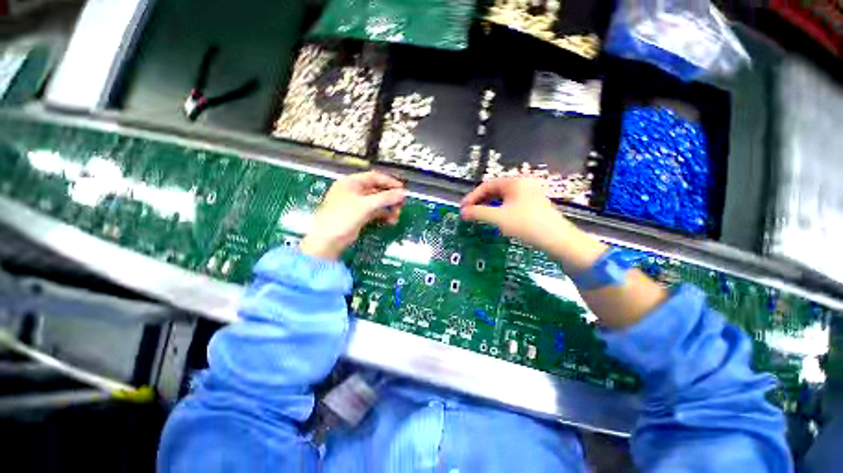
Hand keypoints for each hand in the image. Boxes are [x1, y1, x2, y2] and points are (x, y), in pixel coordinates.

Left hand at [300, 171, 405, 260]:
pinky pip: (375, 212)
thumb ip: (385, 198)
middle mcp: (354, 191)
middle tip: (401, 205)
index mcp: (351, 183)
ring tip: (397, 216)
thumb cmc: (343, 217)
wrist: (328, 240)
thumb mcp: (366, 205)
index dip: (389, 182)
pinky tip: (391, 221)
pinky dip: (383, 215)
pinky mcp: (359, 216)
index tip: (402, 190)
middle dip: (390, 198)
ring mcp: (357, 204)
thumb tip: (403, 193)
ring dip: (388, 208)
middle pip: (377, 190)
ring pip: (377, 202)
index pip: (374, 177)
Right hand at [460, 178, 565, 247]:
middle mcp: (522, 184)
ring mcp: (529, 194)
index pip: (487, 185)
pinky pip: (510, 204)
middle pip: (494, 190)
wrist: (557, 239)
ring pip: (502, 198)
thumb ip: (478, 213)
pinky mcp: (532, 205)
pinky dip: (499, 210)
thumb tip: (462, 212)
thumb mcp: (498, 218)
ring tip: (478, 216)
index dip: (472, 197)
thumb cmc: (526, 224)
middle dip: (480, 202)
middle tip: (469, 213)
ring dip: (488, 206)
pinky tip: (494, 219)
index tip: (462, 208)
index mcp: (514, 182)